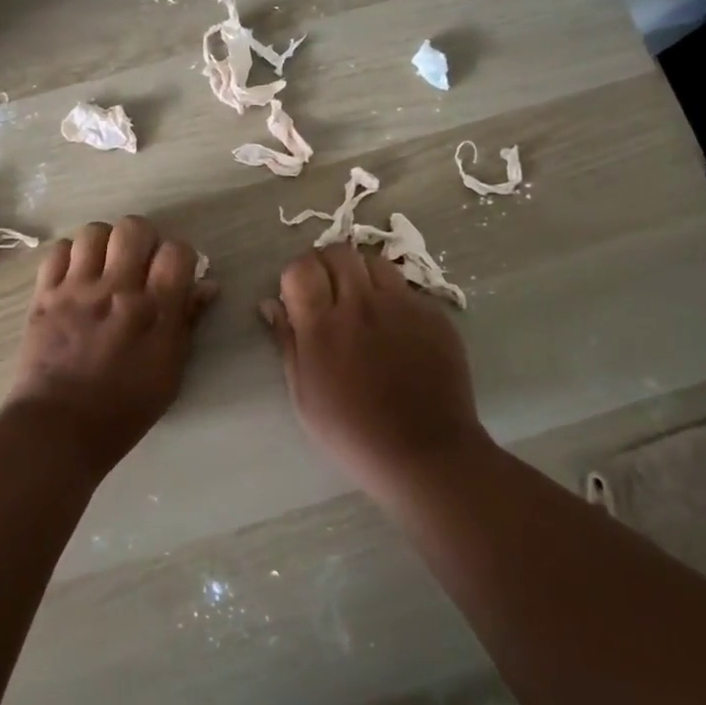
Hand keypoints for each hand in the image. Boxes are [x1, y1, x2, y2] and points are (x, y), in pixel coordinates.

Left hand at [4, 217, 217, 473]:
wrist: (58, 428)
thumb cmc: (124, 409)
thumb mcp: (170, 373)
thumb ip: (188, 323)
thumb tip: (207, 285)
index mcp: (155, 311)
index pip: (177, 251)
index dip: (179, 256)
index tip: (173, 273)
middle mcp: (117, 289)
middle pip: (134, 228)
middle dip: (142, 239)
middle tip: (138, 263)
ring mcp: (77, 289)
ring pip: (94, 232)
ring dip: (104, 244)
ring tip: (104, 266)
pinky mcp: (44, 294)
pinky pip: (58, 250)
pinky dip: (70, 256)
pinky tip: (75, 276)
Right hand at [263, 243, 488, 496]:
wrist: (425, 452)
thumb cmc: (352, 432)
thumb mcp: (303, 394)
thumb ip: (287, 341)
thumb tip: (271, 304)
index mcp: (323, 325)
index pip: (301, 267)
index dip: (296, 275)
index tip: (299, 295)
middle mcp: (362, 304)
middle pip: (339, 252)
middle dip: (326, 264)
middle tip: (328, 292)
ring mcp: (403, 305)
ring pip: (375, 262)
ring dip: (361, 274)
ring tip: (363, 303)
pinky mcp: (434, 314)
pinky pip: (406, 289)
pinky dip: (393, 298)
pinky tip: (395, 329)